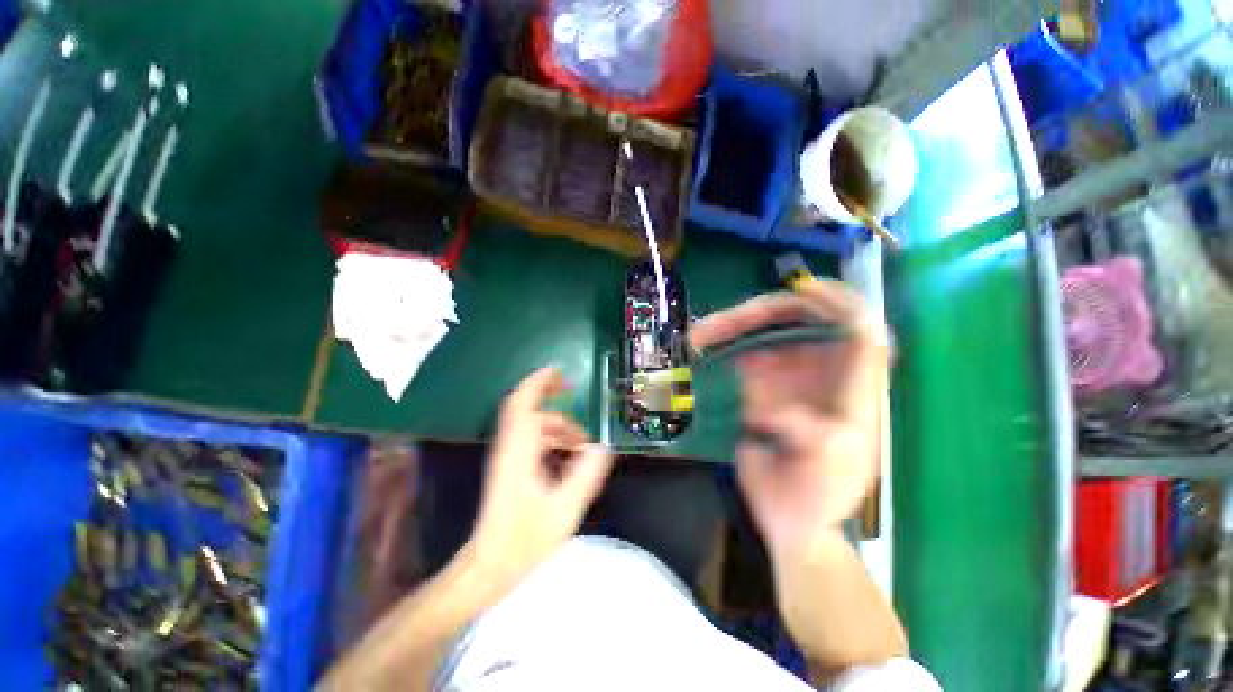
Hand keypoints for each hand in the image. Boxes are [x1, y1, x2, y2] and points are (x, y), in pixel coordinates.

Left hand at [469, 367, 614, 585]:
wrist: (490, 565)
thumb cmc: (523, 540)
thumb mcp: (564, 508)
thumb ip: (585, 474)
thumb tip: (602, 446)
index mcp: (520, 451)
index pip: (524, 404)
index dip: (538, 382)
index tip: (557, 370)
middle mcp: (510, 447)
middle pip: (528, 409)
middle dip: (551, 398)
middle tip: (574, 394)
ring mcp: (508, 457)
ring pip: (533, 426)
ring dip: (557, 426)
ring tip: (582, 444)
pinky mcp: (510, 467)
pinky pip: (532, 440)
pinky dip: (552, 439)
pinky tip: (568, 456)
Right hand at [690, 280, 889, 557]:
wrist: (788, 519)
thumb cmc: (816, 498)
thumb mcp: (824, 473)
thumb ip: (812, 438)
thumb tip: (776, 410)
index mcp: (852, 392)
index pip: (859, 331)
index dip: (838, 304)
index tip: (802, 291)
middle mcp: (822, 374)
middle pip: (799, 324)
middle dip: (758, 316)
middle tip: (713, 328)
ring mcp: (790, 377)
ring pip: (766, 334)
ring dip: (733, 328)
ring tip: (699, 337)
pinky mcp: (763, 386)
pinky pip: (747, 352)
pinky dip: (726, 345)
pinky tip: (704, 348)